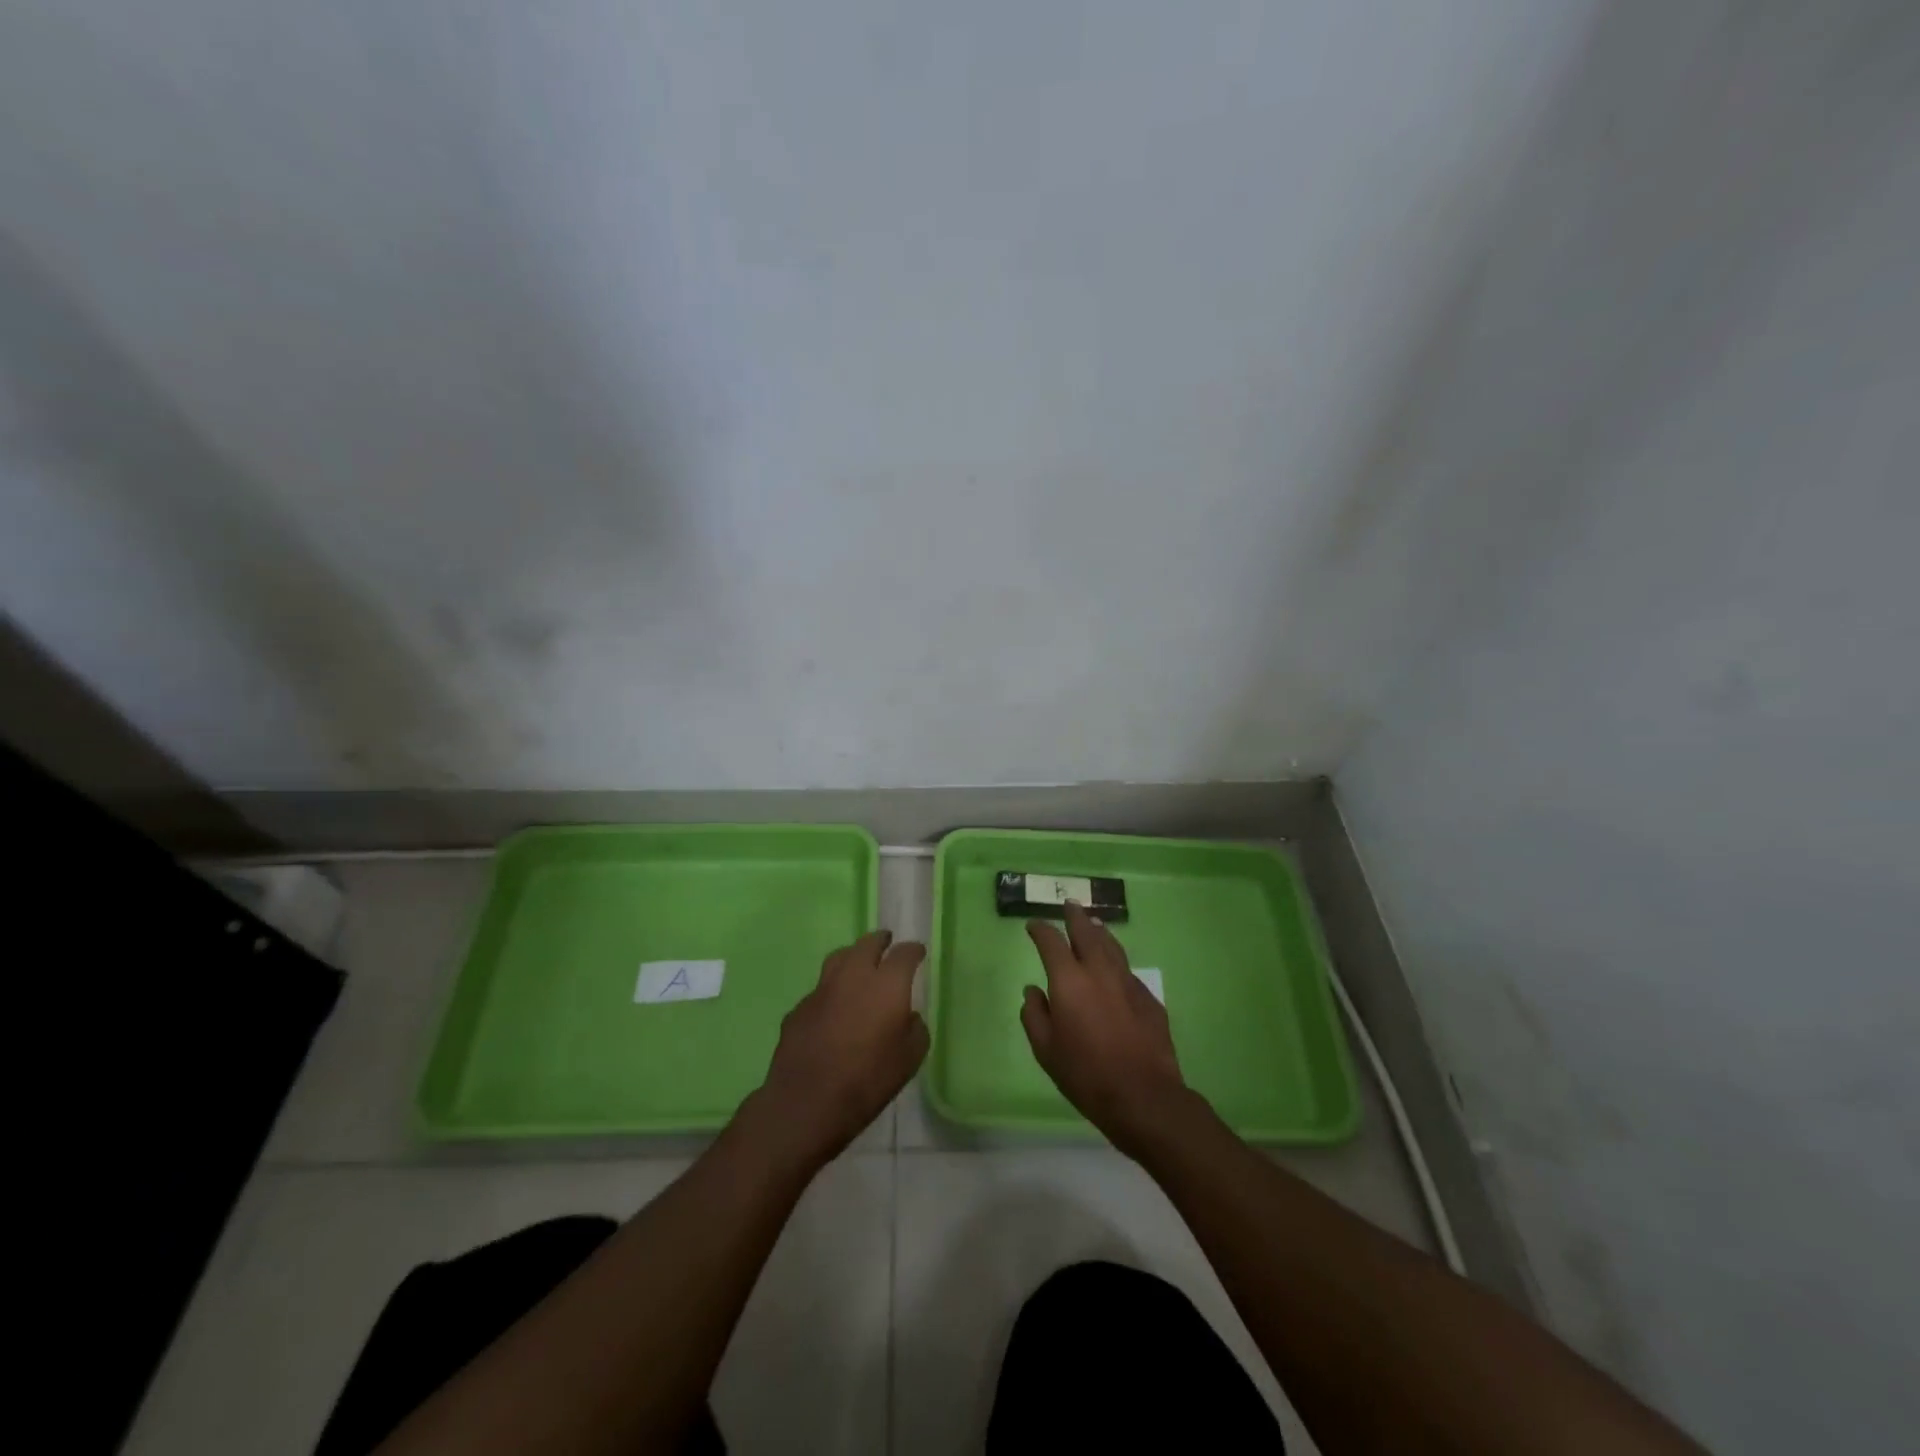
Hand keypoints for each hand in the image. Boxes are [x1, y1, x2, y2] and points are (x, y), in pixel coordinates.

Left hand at [749, 930, 928, 1168]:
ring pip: (839, 958)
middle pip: (867, 943)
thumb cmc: (867, 1081)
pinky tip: (833, 1009)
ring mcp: (821, 989)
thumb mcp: (909, 1060)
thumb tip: (907, 1017)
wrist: (806, 1102)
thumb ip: (915, 1030)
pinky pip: (820, 990)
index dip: (913, 950)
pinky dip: (831, 991)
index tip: (918, 952)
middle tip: (887, 943)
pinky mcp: (799, 1008)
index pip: (904, 953)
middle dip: (880, 941)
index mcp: (886, 984)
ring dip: (852, 956)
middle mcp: (853, 976)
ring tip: (859, 965)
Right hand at [1021, 902, 1192, 1158]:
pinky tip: (1114, 967)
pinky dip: (1116, 960)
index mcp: (1069, 981)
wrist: (1144, 1095)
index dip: (1040, 930)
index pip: (1051, 942)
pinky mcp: (1149, 998)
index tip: (1033, 926)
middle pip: (1086, 932)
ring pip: (1112, 945)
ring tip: (1093, 922)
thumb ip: (1035, 1015)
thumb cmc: (1086, 1075)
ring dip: (1099, 931)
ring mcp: (1128, 982)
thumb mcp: (1046, 1051)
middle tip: (1068, 905)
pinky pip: (1127, 970)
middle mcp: (1099, 971)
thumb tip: (1033, 992)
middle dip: (1075, 916)